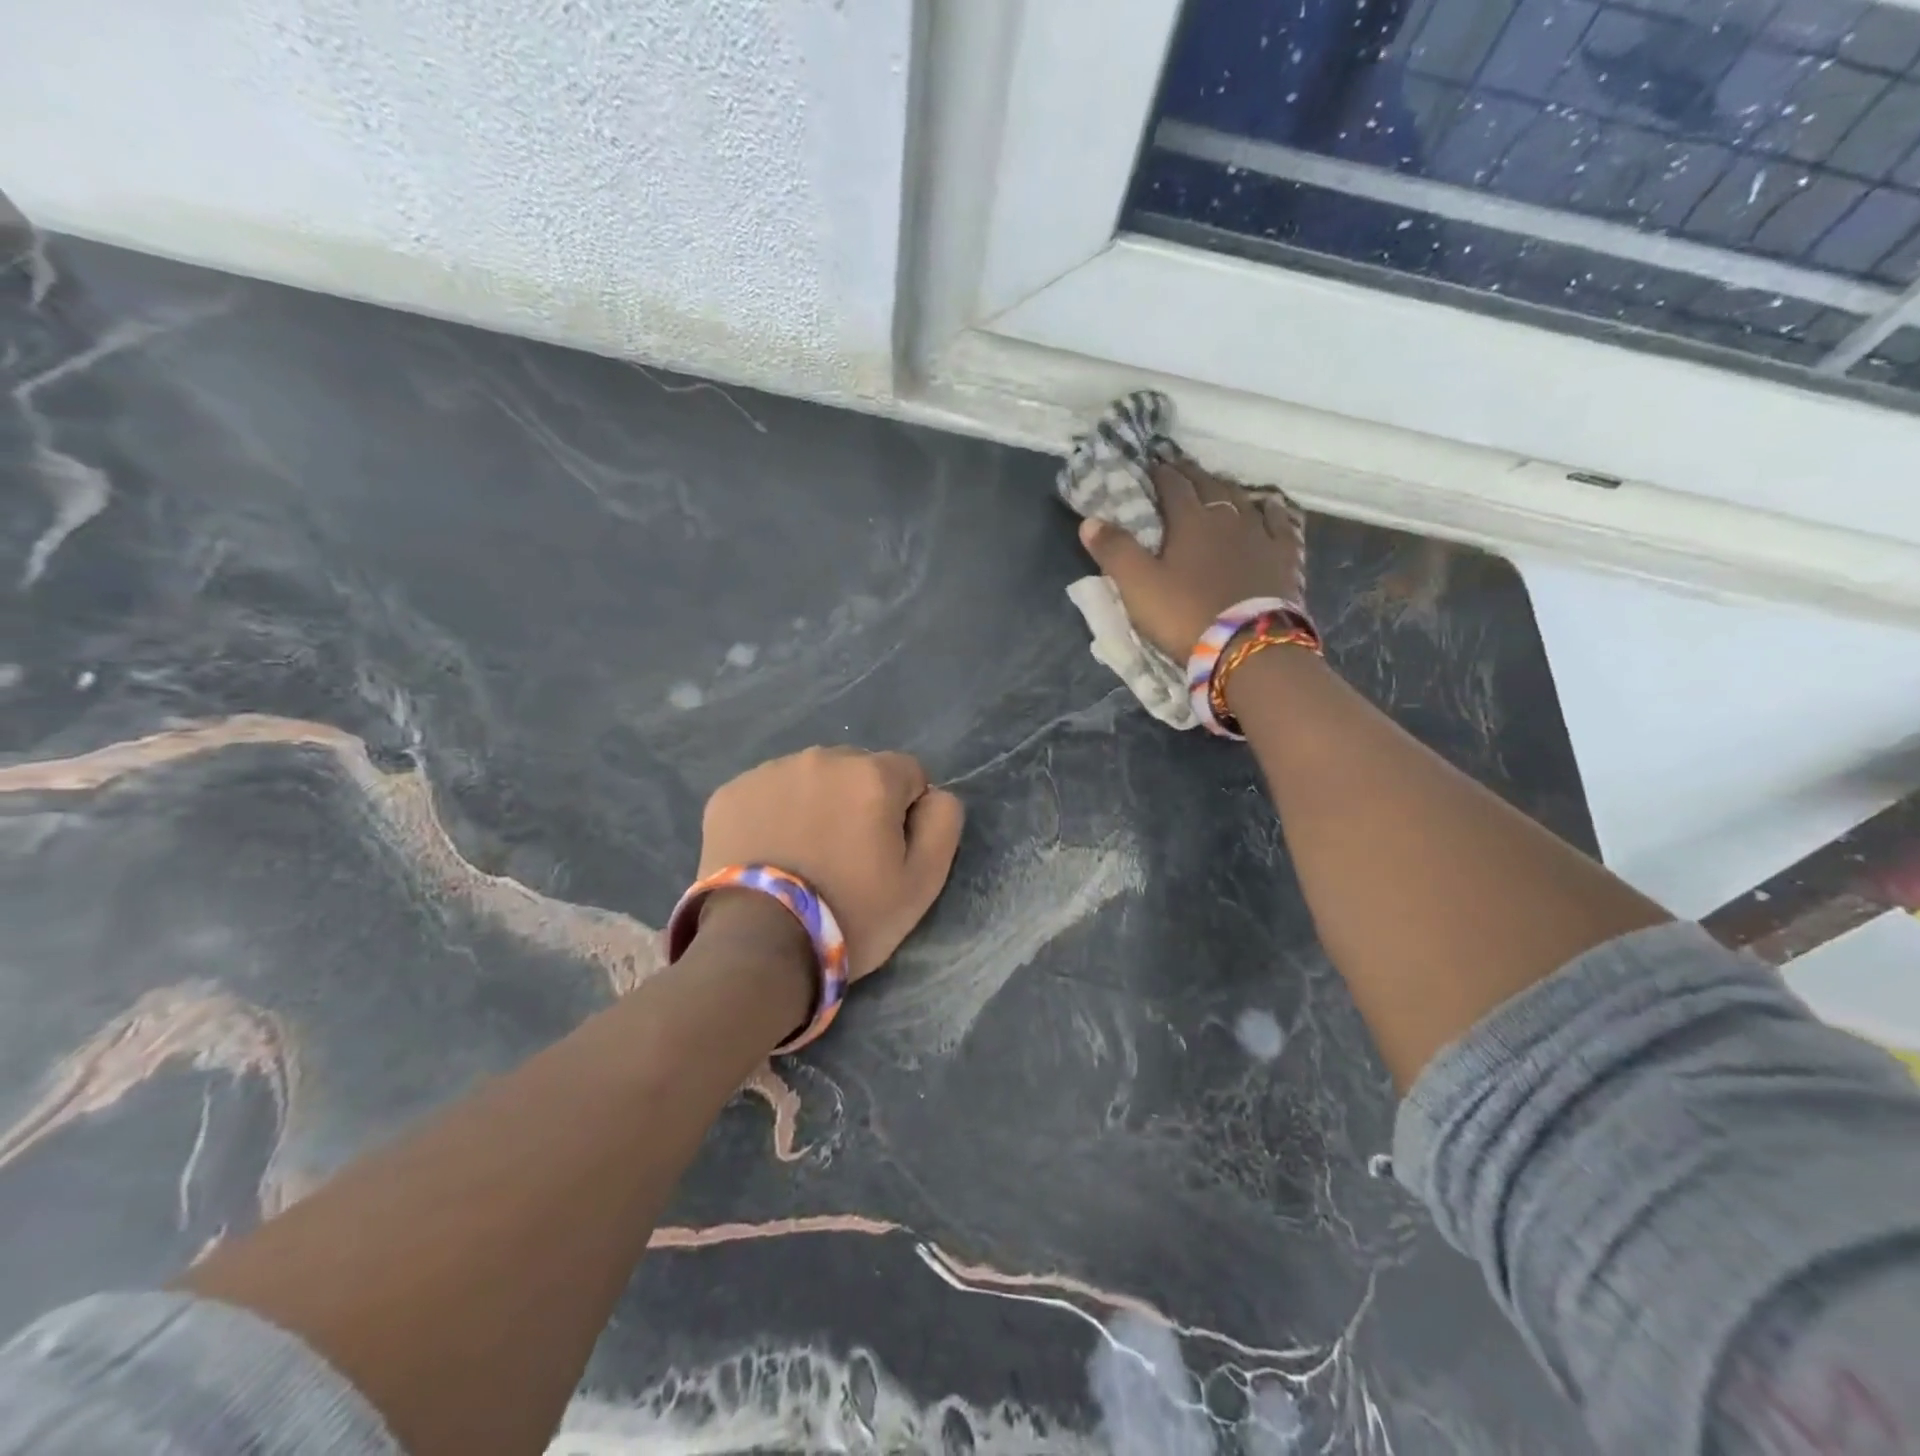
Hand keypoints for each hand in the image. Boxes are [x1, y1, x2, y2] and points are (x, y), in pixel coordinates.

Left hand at [697, 747, 965, 980]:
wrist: (759, 945)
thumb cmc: (852, 914)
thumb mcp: (923, 882)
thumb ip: (943, 822)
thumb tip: (933, 794)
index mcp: (872, 774)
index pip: (908, 774)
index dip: (904, 813)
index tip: (886, 852)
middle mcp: (820, 758)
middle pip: (857, 770)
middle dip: (858, 802)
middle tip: (845, 856)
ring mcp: (768, 772)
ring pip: (810, 779)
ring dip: (816, 803)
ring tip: (803, 856)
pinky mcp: (729, 793)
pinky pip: (767, 793)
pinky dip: (773, 814)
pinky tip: (769, 853)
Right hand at [1077, 458, 1304, 660]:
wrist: (1247, 646)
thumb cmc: (1185, 614)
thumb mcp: (1138, 586)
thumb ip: (1114, 550)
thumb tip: (1089, 520)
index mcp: (1190, 521)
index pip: (1173, 487)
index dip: (1160, 474)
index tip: (1151, 465)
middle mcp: (1228, 518)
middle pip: (1208, 486)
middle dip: (1191, 474)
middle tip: (1180, 466)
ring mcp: (1260, 536)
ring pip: (1243, 500)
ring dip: (1227, 488)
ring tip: (1217, 484)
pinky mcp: (1284, 558)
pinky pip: (1281, 524)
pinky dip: (1273, 511)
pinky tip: (1270, 507)